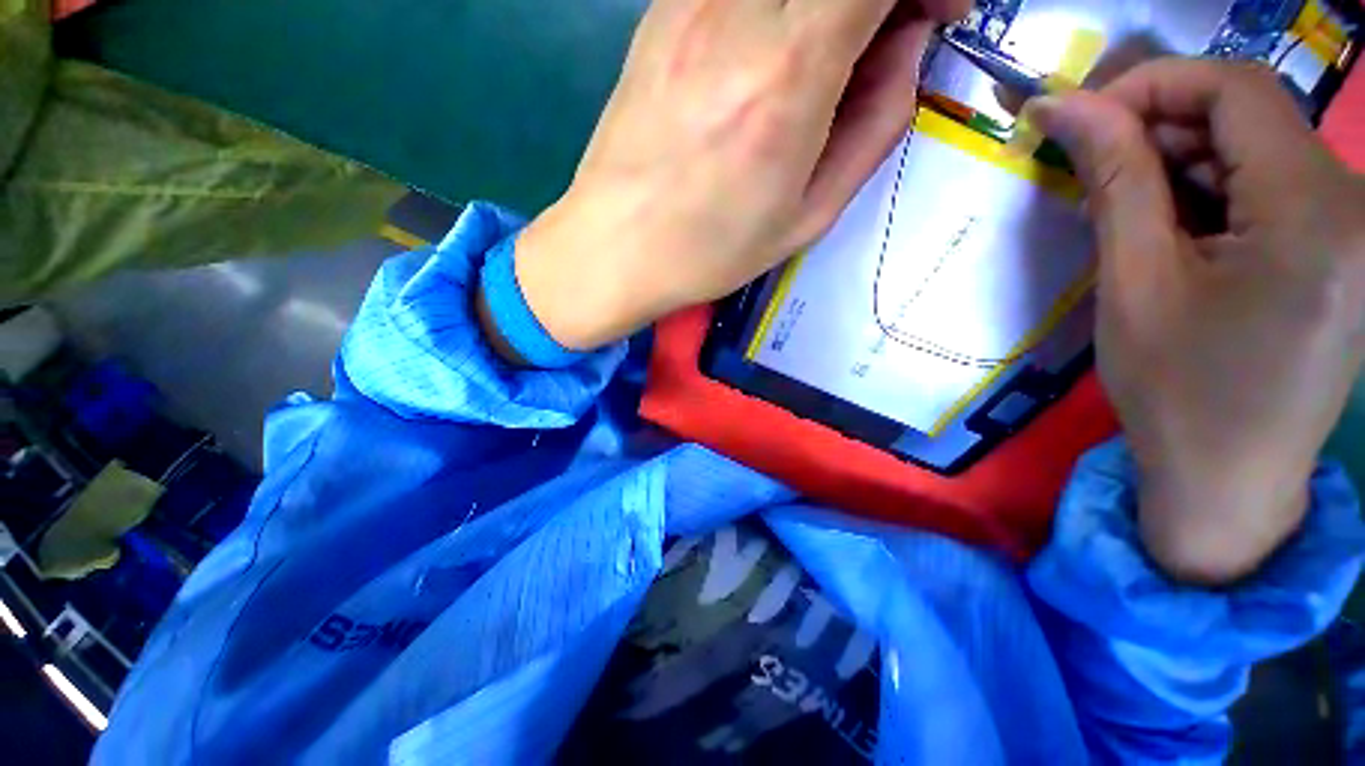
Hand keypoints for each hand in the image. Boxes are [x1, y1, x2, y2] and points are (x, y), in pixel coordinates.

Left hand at [494, 0, 970, 352]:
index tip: (940, 12)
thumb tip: (908, 46)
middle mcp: (738, 10)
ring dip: (828, 2)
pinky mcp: (661, 10)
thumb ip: (877, 125)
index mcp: (788, 71)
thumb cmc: (710, 250)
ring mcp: (689, 1)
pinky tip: (774, 47)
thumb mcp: (809, 215)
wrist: (615, 248)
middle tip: (889, 33)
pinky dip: (782, 2)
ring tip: (828, 53)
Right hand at [1028, 60, 1364, 584]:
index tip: (1077, 116)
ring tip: (1121, 211)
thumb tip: (1065, 108)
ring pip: (1256, 152)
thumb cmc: (1177, 394)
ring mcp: (1352, 230)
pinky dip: (1211, 193)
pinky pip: (1270, 190)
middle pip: (1250, 117)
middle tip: (1087, 169)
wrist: (1229, 484)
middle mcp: (1351, 205)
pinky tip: (1170, 231)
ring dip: (1181, 165)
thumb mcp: (1134, 283)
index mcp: (1313, 211)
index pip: (1235, 90)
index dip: (1151, 85)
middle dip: (1160, 128)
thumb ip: (1113, 181)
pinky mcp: (1339, 253)